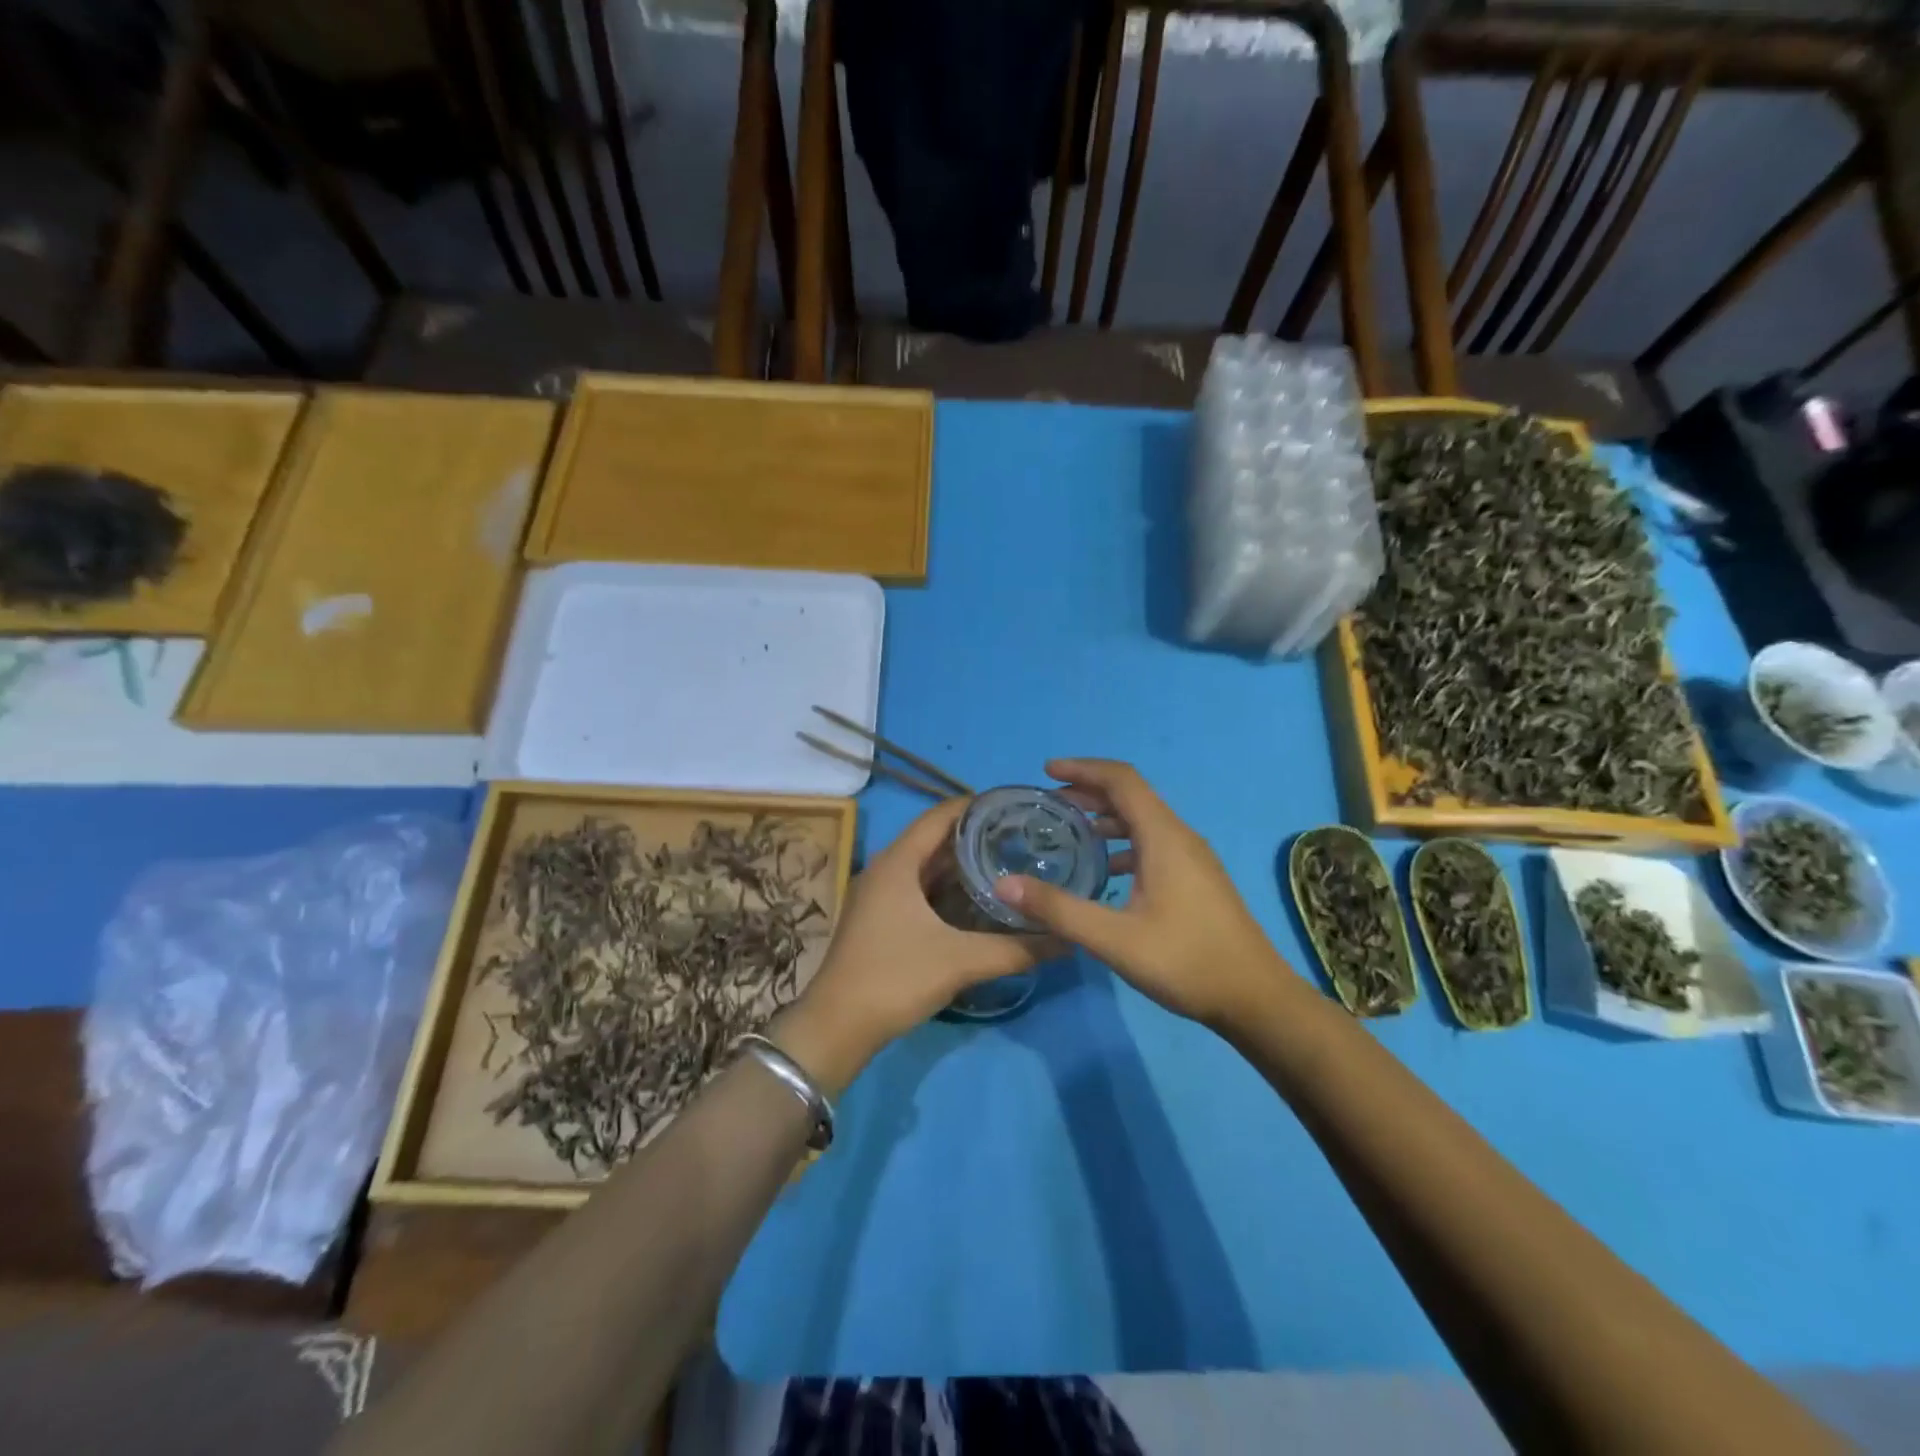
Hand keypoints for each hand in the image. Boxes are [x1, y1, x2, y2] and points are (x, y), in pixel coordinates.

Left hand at [773, 798, 1058, 1090]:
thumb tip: (1068, 938)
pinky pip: (918, 888)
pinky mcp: (879, 918)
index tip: (1015, 806)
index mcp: (897, 862)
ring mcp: (878, 895)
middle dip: (975, 835)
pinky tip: (976, 902)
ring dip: (961, 863)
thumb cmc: (894, 979)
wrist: (836, 1027)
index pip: (939, 816)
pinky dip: (947, 888)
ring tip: (1006, 862)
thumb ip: (1017, 949)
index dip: (976, 806)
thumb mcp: (961, 961)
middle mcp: (885, 869)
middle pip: (934, 839)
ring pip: (926, 866)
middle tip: (1020, 836)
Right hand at [994, 758, 1289, 1030]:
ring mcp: (1193, 859)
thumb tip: (1004, 886)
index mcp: (1164, 837)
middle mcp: (1180, 837)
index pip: (1121, 780)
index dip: (1083, 768)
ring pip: (1143, 822)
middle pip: (1131, 796)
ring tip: (1069, 834)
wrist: (1256, 998)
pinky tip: (1105, 874)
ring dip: (1106, 818)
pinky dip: (1123, 844)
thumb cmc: (1186, 962)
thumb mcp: (1114, 939)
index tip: (1046, 772)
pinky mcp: (1197, 879)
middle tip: (1049, 804)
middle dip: (1089, 791)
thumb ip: (1059, 909)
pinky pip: (1154, 844)